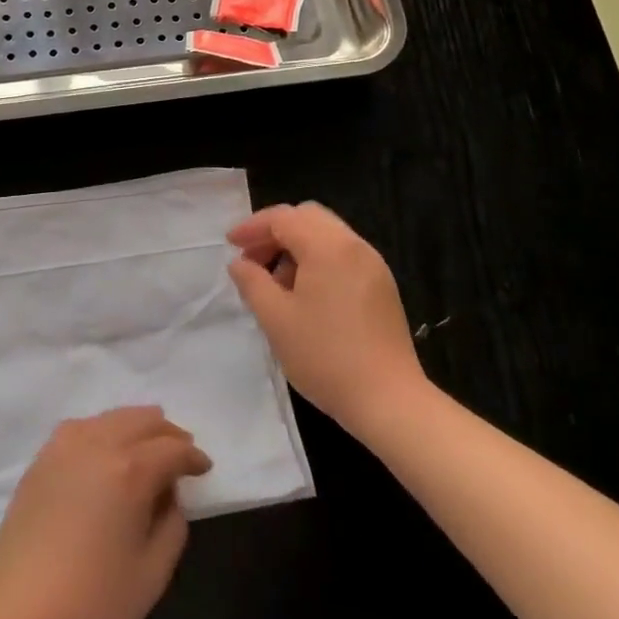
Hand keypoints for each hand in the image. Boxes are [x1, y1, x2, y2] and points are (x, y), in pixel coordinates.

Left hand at [0, 407, 211, 618]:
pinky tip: (106, 451)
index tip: (204, 468)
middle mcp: (97, 445)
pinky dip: (103, 430)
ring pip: (110, 418)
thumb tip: (168, 495)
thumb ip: (172, 524)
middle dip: (167, 433)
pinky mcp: (41, 460)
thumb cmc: (94, 601)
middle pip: (141, 421)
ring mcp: (64, 448)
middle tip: (181, 452)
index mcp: (129, 470)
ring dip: (135, 427)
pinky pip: (82, 428)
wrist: (18, 615)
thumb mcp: (153, 573)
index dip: (193, 457)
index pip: (172, 449)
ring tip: (148, 446)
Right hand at [227, 203, 430, 441]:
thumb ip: (252, 282)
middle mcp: (354, 246)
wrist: (388, 400)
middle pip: (308, 218)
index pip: (284, 218)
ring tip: (275, 283)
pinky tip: (304, 295)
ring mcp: (373, 266)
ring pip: (327, 236)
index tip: (230, 245)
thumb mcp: (275, 318)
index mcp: (329, 247)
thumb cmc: (325, 356)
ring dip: (296, 247)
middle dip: (275, 232)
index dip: (252, 227)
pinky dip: (317, 261)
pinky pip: (343, 256)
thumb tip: (240, 263)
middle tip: (252, 259)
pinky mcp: (382, 287)